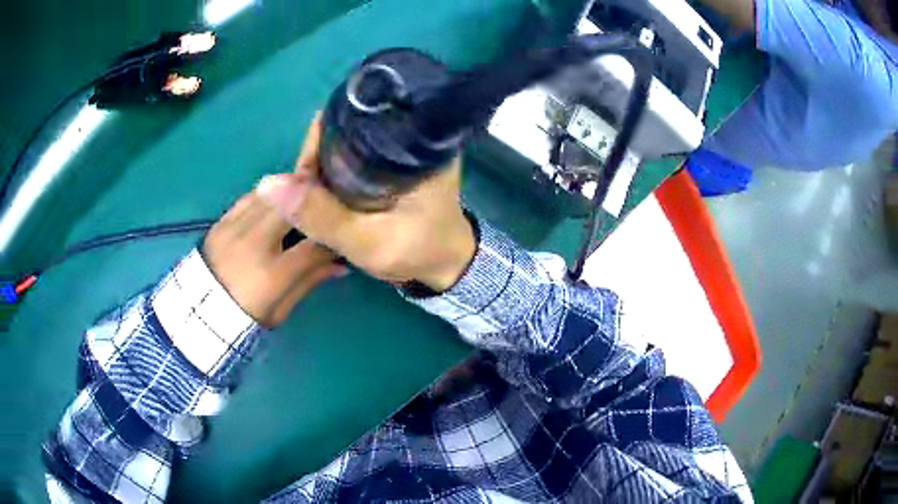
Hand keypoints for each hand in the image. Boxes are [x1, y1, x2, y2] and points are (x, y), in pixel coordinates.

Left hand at [202, 185, 345, 326]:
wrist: (198, 311)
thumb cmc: (244, 318)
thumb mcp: (280, 310)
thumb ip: (309, 281)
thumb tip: (341, 263)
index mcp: (271, 274)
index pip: (314, 243)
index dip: (334, 235)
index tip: (342, 233)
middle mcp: (253, 243)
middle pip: (293, 205)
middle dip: (315, 199)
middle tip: (328, 201)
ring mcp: (234, 228)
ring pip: (273, 193)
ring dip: (292, 192)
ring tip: (304, 198)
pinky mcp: (222, 220)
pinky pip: (251, 196)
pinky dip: (269, 195)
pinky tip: (278, 202)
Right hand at [257, 116, 475, 291]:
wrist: (446, 264)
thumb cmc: (417, 251)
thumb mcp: (368, 242)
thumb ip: (321, 216)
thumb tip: (268, 185)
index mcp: (415, 142)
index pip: (356, 119)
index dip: (320, 139)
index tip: (302, 171)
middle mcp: (410, 135)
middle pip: (349, 127)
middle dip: (319, 152)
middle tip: (303, 186)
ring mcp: (402, 147)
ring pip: (349, 141)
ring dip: (324, 161)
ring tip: (310, 189)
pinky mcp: (394, 161)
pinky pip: (355, 155)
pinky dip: (335, 168)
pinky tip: (324, 186)